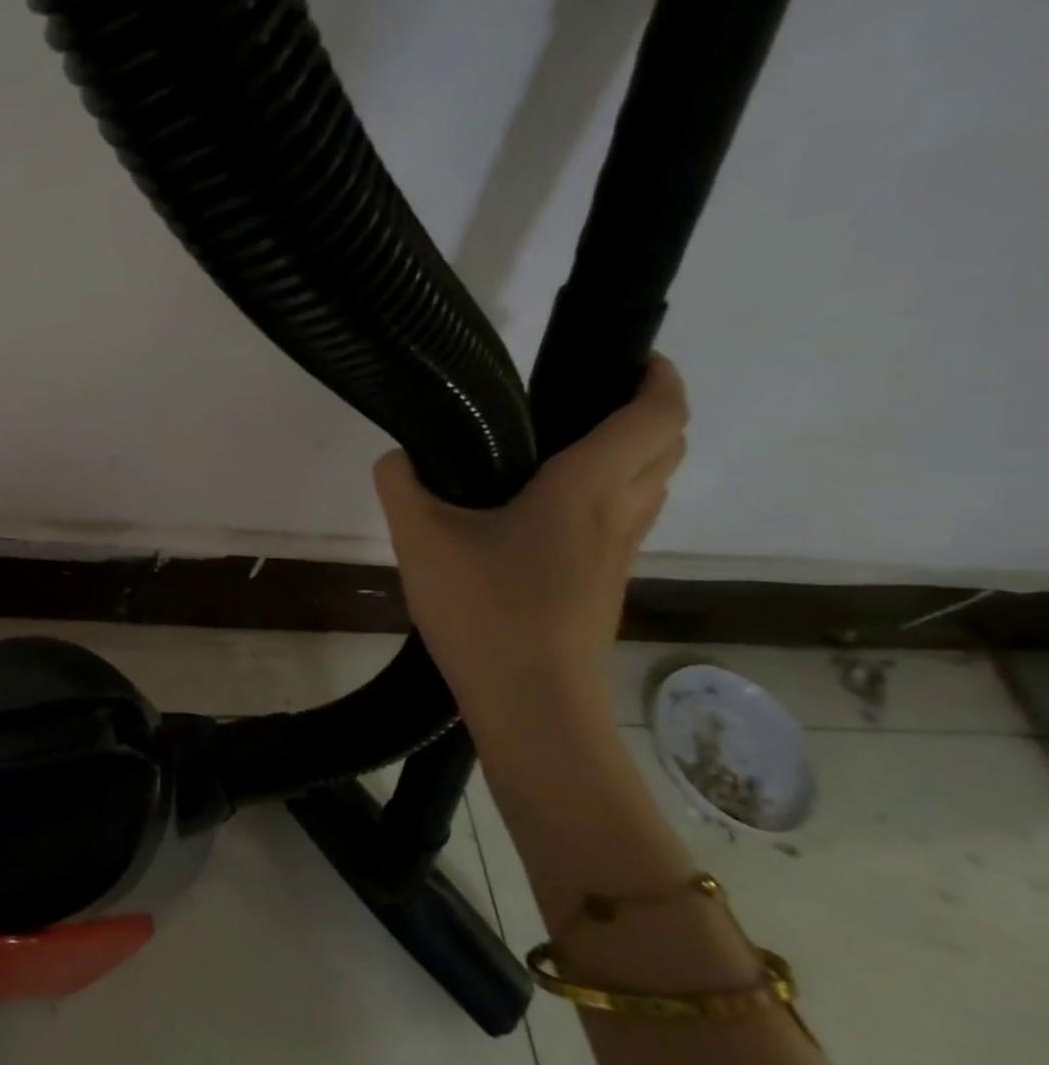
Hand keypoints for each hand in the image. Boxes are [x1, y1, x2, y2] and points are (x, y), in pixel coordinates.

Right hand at [373, 356, 687, 729]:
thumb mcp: (420, 542)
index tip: (626, 360)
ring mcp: (618, 556)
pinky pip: (625, 524)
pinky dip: (609, 500)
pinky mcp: (605, 588)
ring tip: (565, 455)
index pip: (658, 415)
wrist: (529, 704)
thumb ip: (401, 487)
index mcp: (585, 488)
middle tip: (586, 405)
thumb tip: (397, 459)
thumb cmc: (484, 611)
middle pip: (667, 447)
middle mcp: (618, 514)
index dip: (657, 378)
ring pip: (651, 488)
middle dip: (646, 414)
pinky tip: (547, 519)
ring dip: (631, 458)